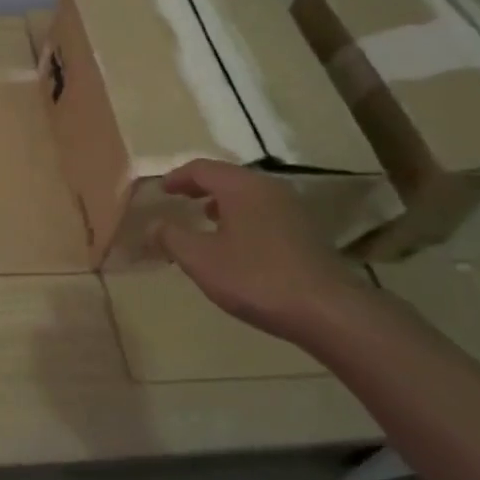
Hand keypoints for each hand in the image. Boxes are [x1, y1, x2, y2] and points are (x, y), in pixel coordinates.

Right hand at [153, 159, 372, 341]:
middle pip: (227, 177)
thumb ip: (172, 237)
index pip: (202, 168)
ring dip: (222, 202)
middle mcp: (269, 188)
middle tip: (178, 199)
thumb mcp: (201, 259)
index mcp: (242, 187)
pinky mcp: (305, 231)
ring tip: (203, 219)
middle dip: (200, 187)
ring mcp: (292, 209)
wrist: (327, 310)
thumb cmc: (256, 278)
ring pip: (248, 195)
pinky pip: (263, 212)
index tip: (161, 190)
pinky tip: (235, 243)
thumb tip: (153, 225)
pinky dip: (241, 217)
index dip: (177, 177)